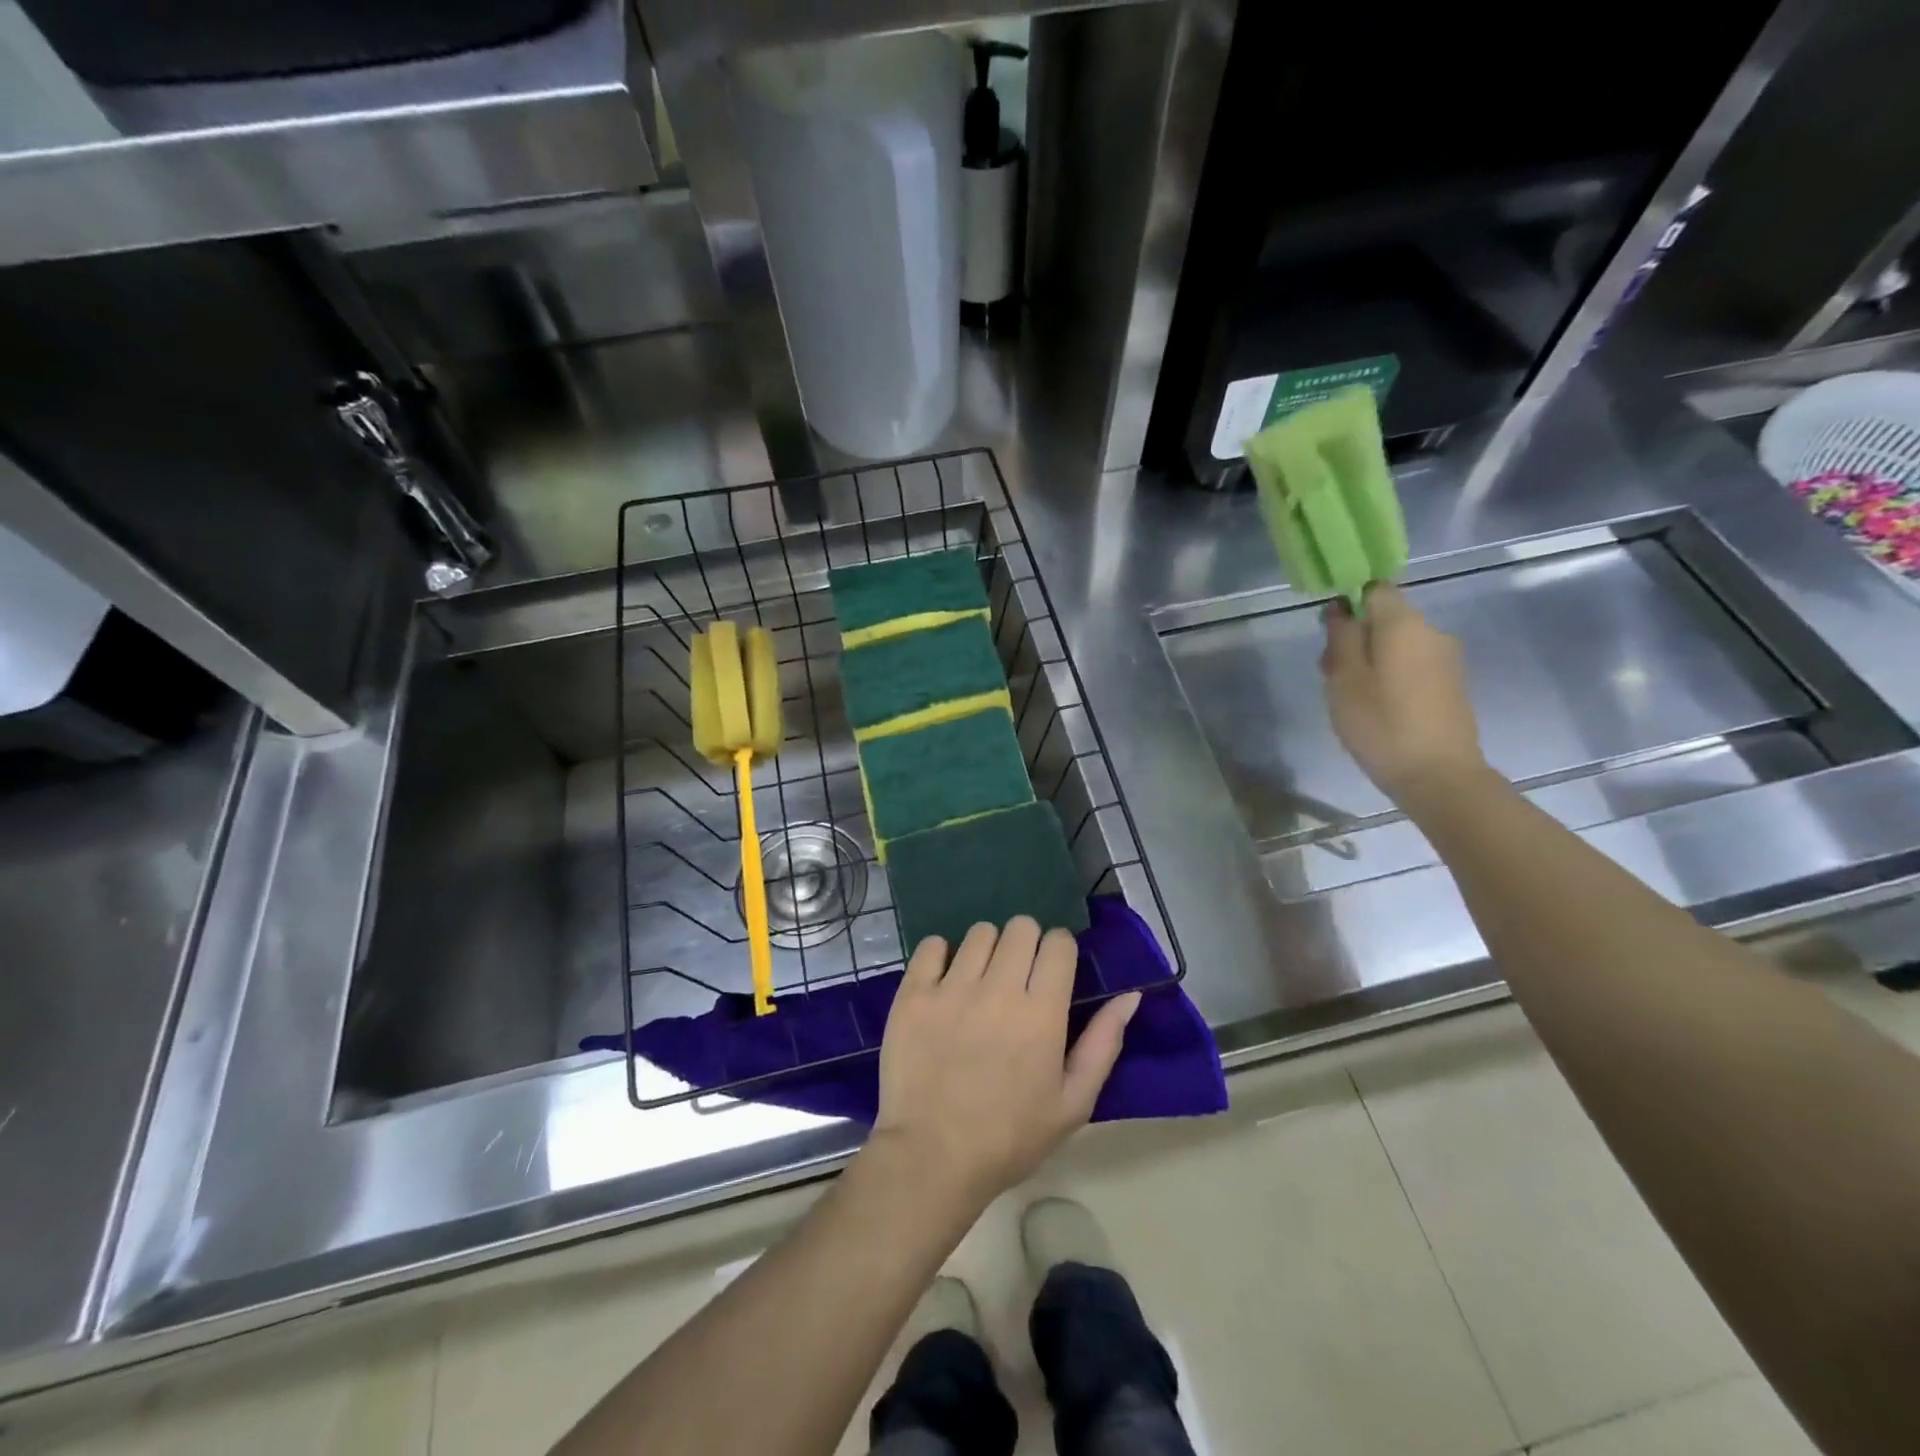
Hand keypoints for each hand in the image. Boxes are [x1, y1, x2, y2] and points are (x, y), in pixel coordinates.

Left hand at [871, 918, 1140, 1206]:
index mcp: (1042, 1013)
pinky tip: (945, 980)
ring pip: (979, 932)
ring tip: (981, 979)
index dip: (1059, 950)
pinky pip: (932, 945)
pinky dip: (942, 954)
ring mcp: (952, 988)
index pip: (1058, 943)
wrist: (933, 1157)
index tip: (1052, 970)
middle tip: (1018, 974)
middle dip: (1027, 943)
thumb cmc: (1010, 1137)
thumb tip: (1130, 996)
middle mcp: (999, 989)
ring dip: (988, 948)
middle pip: (1021, 926)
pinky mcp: (914, 994)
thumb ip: (1104, 1044)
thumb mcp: (1073, 1103)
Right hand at [1322, 582, 1488, 806]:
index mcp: (1404, 624)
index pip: (1374, 590)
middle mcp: (1432, 631)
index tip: (1328, 633)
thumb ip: (1342, 637)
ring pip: (1398, 643)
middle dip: (1356, 636)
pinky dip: (1390, 674)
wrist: (1438, 775)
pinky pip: (1412, 664)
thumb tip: (1341, 607)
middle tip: (1330, 673)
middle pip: (1385, 618)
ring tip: (1350, 695)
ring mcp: (1446, 659)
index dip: (1348, 603)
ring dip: (1371, 659)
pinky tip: (1376, 706)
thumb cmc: (1381, 724)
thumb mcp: (1345, 679)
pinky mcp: (1451, 684)